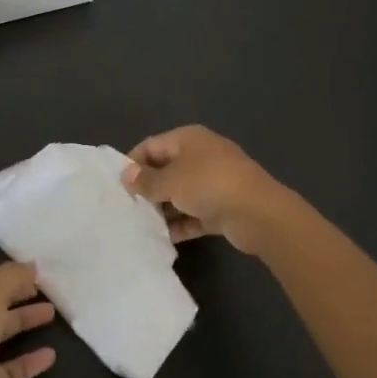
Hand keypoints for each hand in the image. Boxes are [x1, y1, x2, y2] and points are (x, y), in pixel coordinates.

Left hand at [0, 257, 55, 377]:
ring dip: (26, 319)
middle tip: (42, 283)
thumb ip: (11, 276)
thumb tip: (31, 266)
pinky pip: (15, 367)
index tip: (11, 261)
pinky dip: (32, 360)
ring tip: (53, 310)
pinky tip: (52, 354)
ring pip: (4, 331)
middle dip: (14, 290)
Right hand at [122, 125, 296, 255]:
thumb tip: (126, 174)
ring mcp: (215, 182)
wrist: (259, 214)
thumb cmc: (209, 185)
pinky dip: (181, 223)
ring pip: (181, 193)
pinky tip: (164, 238)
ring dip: (164, 208)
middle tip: (127, 207)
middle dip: (147, 188)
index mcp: (188, 139)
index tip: (117, 185)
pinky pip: (195, 213)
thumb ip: (146, 180)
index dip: (133, 163)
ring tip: (141, 225)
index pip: (151, 145)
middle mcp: (201, 156)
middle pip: (166, 169)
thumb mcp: (171, 181)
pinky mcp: (223, 207)